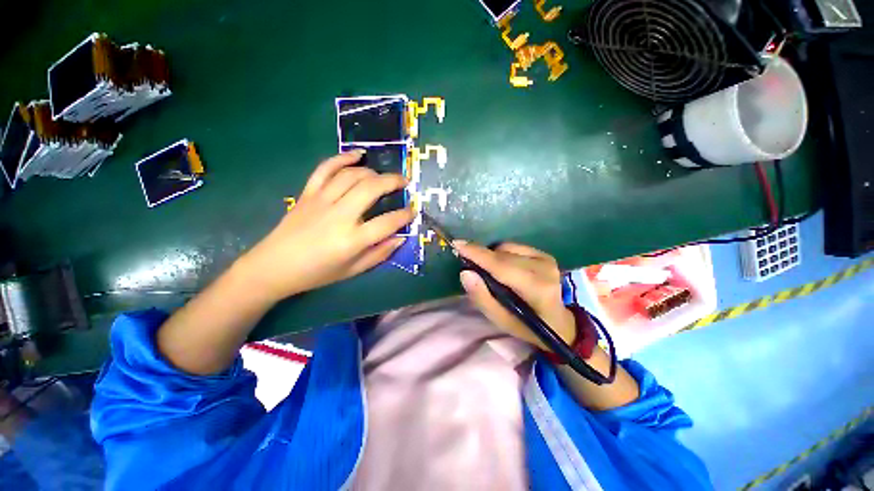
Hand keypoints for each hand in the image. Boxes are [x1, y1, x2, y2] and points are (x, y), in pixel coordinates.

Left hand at [236, 150, 413, 301]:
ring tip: (384, 177)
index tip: (413, 210)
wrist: (274, 266)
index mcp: (352, 240)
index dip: (405, 215)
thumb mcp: (353, 270)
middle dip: (393, 181)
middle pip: (371, 189)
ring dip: (373, 172)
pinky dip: (342, 158)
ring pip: (352, 175)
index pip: (387, 222)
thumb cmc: (317, 273)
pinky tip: (357, 155)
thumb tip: (400, 237)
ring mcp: (321, 201)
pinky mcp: (308, 193)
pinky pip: (325, 168)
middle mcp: (339, 216)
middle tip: (405, 182)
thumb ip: (379, 254)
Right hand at [456, 242, 575, 350]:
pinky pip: (514, 247)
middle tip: (468, 263)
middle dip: (481, 256)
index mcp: (536, 289)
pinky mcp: (545, 255)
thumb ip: (482, 297)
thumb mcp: (500, 320)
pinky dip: (502, 253)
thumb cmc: (527, 326)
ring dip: (492, 256)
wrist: (559, 323)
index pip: (501, 266)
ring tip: (491, 272)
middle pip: (502, 255)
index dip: (478, 254)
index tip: (457, 244)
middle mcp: (544, 269)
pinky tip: (504, 267)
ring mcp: (546, 260)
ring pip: (507, 248)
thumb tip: (465, 273)